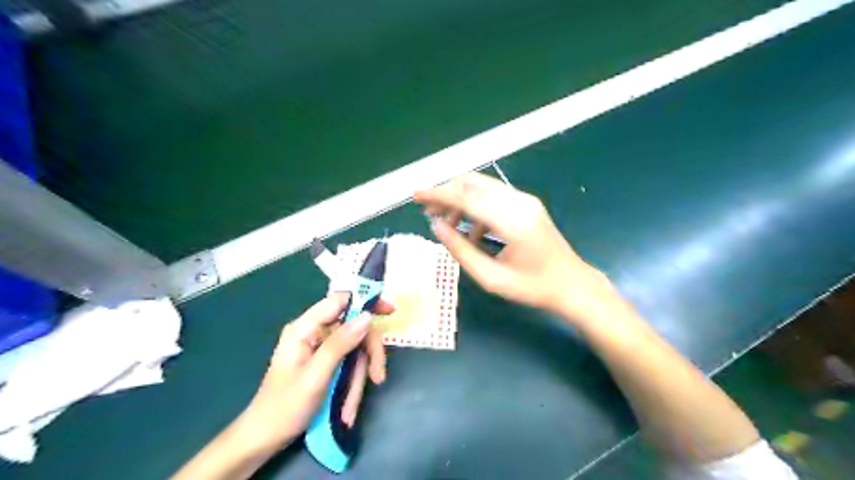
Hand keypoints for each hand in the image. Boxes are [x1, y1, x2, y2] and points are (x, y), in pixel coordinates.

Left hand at [236, 292, 390, 452]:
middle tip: (378, 377)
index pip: (340, 301)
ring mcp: (321, 350)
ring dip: (358, 379)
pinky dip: (351, 387)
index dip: (366, 302)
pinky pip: (348, 367)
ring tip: (350, 409)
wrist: (264, 440)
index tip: (390, 312)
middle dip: (368, 355)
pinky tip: (346, 410)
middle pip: (354, 330)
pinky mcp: (326, 365)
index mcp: (305, 328)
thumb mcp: (315, 376)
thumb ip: (340, 344)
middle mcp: (314, 334)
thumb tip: (367, 316)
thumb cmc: (284, 407)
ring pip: (355, 352)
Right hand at [415, 173, 613, 322]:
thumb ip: (460, 250)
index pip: (466, 197)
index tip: (415, 194)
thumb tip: (436, 227)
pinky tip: (471, 231)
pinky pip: (493, 196)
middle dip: (445, 193)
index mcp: (512, 221)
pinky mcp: (527, 204)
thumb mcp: (491, 278)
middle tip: (427, 212)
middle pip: (473, 183)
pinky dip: (474, 207)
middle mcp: (519, 202)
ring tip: (445, 222)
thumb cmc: (532, 288)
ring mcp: (525, 200)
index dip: (437, 194)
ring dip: (459, 199)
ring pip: (482, 187)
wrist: (573, 284)